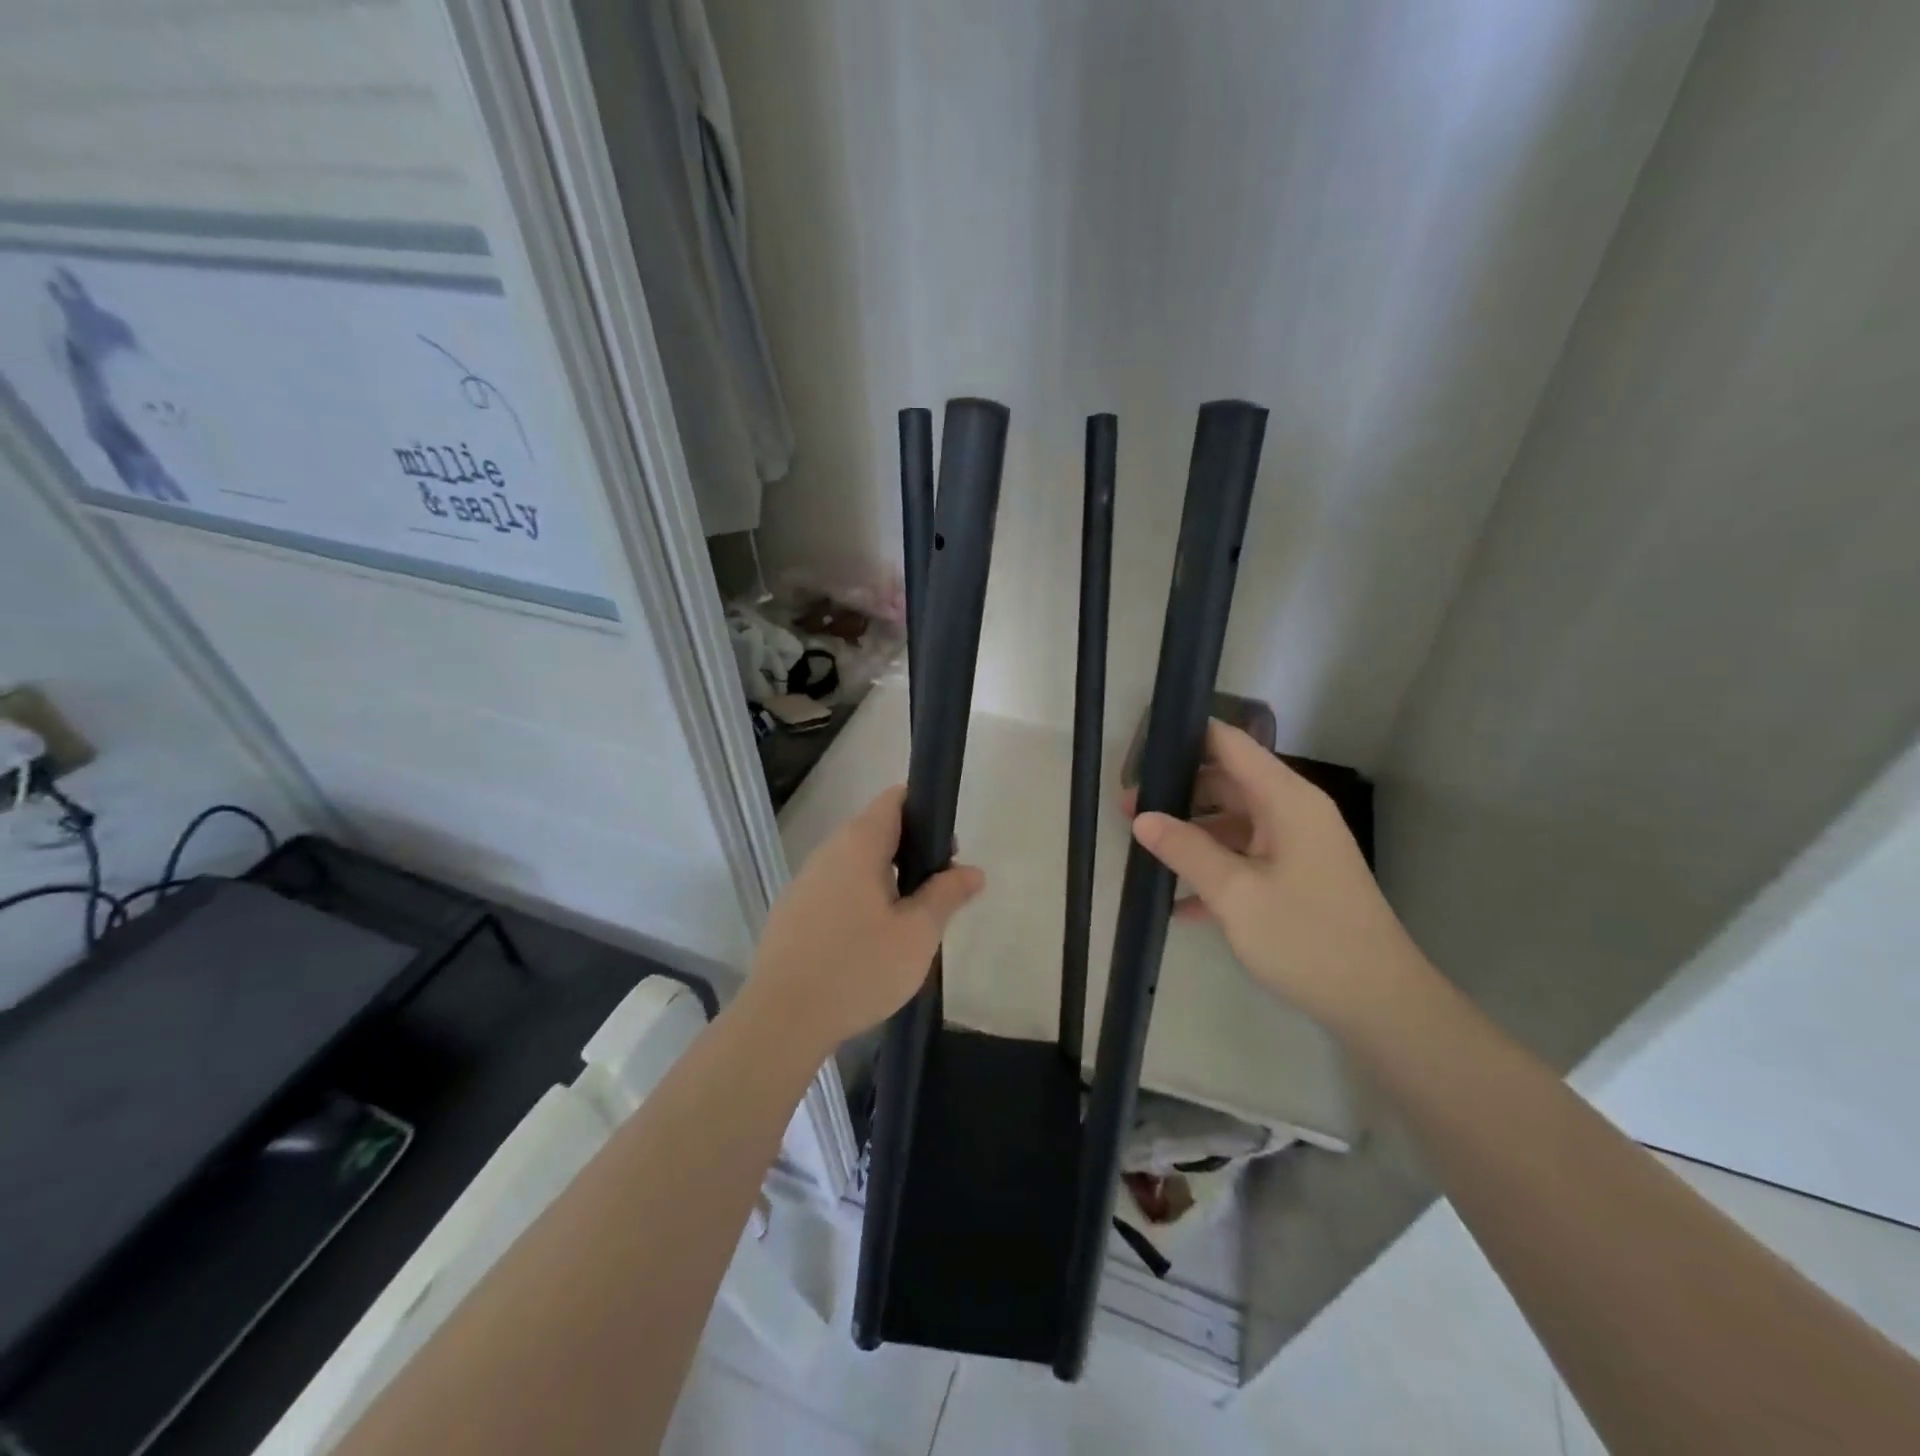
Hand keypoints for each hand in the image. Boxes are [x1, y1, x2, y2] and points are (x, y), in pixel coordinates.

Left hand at [748, 786, 984, 1051]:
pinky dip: (860, 902)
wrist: (781, 1020)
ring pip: (855, 865)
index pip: (894, 800)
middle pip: (876, 832)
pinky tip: (870, 943)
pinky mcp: (792, 912)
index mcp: (858, 844)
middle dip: (912, 853)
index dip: (926, 812)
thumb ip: (946, 895)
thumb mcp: (917, 934)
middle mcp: (827, 852)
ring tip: (908, 923)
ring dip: (886, 881)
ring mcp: (805, 882)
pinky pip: (836, 891)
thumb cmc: (858, 968)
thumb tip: (972, 871)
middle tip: (937, 894)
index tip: (947, 849)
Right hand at [1128, 721, 1428, 1029]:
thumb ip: (1186, 850)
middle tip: (1127, 810)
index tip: (1139, 751)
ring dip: (1192, 834)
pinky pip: (1246, 857)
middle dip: (1178, 793)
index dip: (1185, 737)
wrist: (1379, 1004)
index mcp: (1286, 799)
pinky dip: (1214, 869)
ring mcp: (1296, 845)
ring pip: (1233, 822)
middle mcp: (1293, 812)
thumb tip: (1141, 818)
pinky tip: (1178, 902)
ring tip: (1144, 851)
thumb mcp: (1236, 894)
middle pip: (1227, 782)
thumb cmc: (1307, 938)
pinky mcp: (1296, 877)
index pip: (1229, 743)